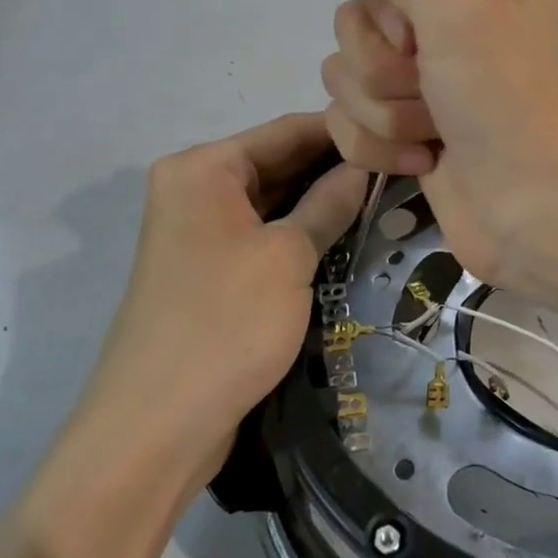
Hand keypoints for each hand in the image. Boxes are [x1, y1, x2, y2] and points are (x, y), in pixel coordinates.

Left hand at [84, 114, 365, 478]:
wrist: (156, 427)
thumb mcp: (288, 256)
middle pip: (278, 162)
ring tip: (387, 193)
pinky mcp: (211, 270)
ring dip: (322, 200)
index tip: (398, 131)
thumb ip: (329, 202)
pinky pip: (263, 234)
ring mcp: (201, 231)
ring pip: (274, 201)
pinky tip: (348, 231)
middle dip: (336, 166)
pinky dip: (301, 231)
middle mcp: (196, 188)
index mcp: (203, 168)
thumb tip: (365, 163)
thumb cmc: (225, 323)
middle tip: (402, 166)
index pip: (285, 130)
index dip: (343, 130)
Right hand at [321, 0, 557, 292]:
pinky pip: (349, 117)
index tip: (421, 27)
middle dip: (385, 62)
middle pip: (361, 15)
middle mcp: (462, 14)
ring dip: (384, 108)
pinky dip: (380, 144)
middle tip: (434, 86)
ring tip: (436, 130)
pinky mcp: (411, 125)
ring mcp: (433, 74)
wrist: (541, 216)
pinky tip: (425, 159)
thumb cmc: (511, 101)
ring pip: (347, 69)